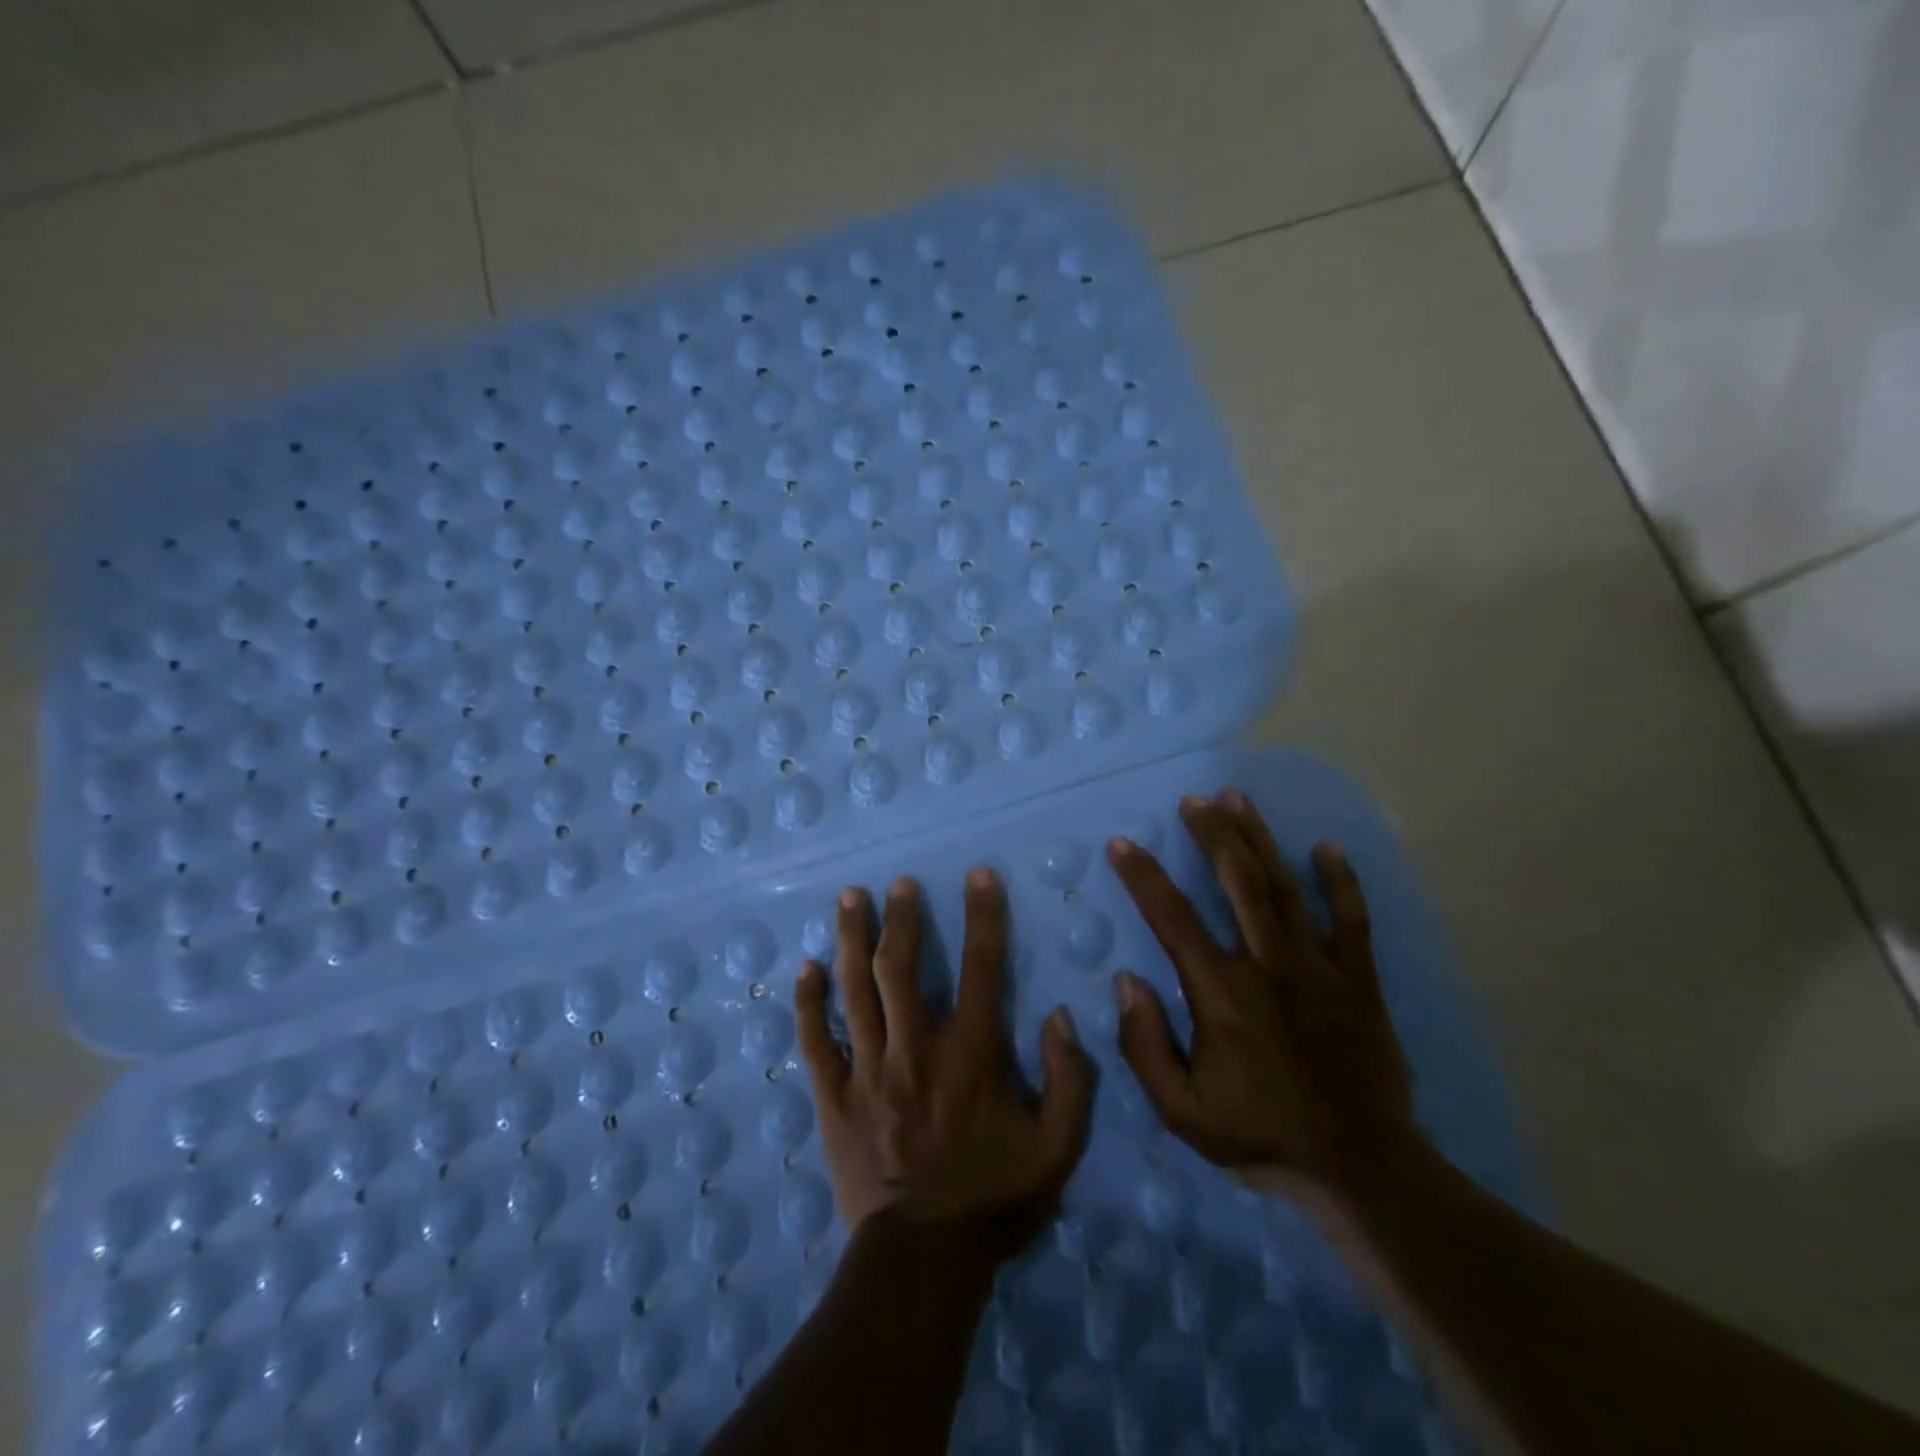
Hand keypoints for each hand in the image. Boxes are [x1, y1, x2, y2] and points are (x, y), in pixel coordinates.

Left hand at [793, 869, 1096, 1255]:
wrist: (924, 1259)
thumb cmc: (993, 1197)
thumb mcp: (1056, 1148)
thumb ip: (1068, 1080)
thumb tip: (1058, 1016)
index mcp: (970, 1056)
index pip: (982, 969)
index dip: (983, 916)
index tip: (979, 876)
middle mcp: (915, 1050)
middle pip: (901, 968)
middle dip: (902, 917)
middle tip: (899, 883)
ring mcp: (868, 1072)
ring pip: (854, 991)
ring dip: (852, 939)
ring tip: (851, 897)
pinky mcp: (833, 1098)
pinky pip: (815, 1041)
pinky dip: (808, 1002)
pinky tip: (806, 967)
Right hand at [1106, 788, 1423, 1200]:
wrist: (1360, 1170)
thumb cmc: (1261, 1136)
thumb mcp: (1181, 1112)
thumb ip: (1145, 1046)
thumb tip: (1128, 980)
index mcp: (1221, 993)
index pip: (1172, 918)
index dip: (1143, 877)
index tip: (1122, 844)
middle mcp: (1268, 965)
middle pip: (1237, 882)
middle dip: (1212, 834)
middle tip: (1194, 800)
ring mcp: (1319, 968)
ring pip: (1284, 887)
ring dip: (1259, 838)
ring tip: (1238, 798)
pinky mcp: (1359, 980)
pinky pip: (1352, 919)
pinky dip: (1341, 881)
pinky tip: (1326, 848)